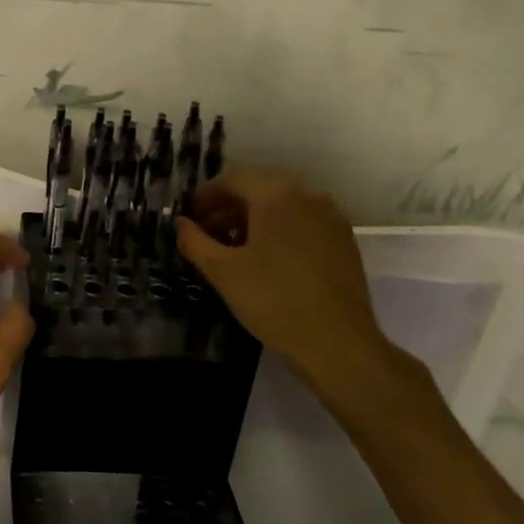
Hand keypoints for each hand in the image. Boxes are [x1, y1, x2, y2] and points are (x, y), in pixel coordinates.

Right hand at [175, 167, 410, 413]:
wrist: (339, 344)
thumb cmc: (274, 301)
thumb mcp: (222, 272)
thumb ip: (194, 241)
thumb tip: (180, 223)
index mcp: (276, 194)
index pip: (232, 179)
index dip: (205, 196)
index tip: (188, 218)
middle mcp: (306, 195)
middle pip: (257, 188)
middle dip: (227, 207)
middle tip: (206, 234)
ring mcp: (329, 217)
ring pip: (281, 205)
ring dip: (252, 219)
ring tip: (233, 249)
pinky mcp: (343, 240)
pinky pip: (302, 222)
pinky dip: (279, 230)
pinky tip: (267, 260)